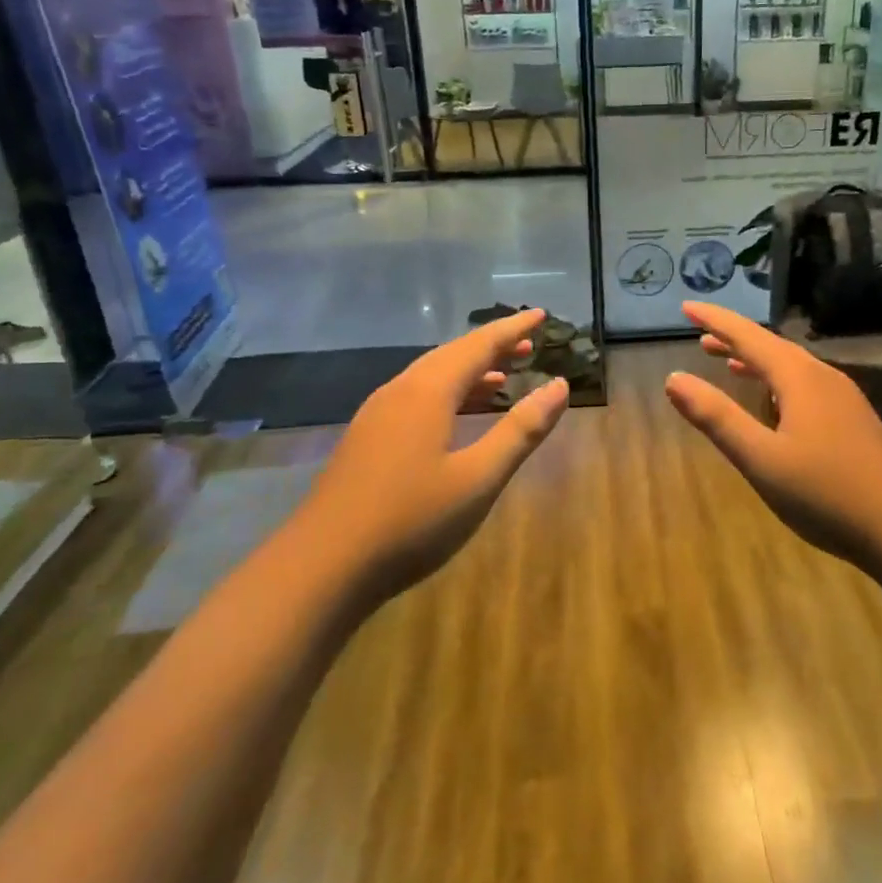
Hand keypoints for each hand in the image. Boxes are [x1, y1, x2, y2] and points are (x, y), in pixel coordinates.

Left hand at [299, 309, 568, 595]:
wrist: (322, 567)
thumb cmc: (411, 520)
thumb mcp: (479, 478)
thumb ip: (521, 430)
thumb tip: (559, 386)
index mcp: (428, 392)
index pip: (479, 345)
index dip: (512, 330)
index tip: (541, 315)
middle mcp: (400, 392)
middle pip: (452, 354)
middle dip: (492, 347)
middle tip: (528, 345)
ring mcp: (377, 415)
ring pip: (431, 376)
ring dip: (469, 371)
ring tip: (504, 375)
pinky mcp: (367, 438)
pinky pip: (416, 397)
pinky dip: (448, 393)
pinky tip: (458, 415)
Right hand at [663, 301, 881, 571]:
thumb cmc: (825, 493)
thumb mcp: (761, 458)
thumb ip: (717, 418)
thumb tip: (674, 379)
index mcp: (799, 378)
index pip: (748, 337)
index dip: (716, 321)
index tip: (687, 307)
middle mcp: (822, 376)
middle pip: (771, 347)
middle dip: (734, 339)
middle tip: (700, 337)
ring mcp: (843, 397)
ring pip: (791, 366)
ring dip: (756, 361)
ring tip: (728, 364)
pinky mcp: (853, 418)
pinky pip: (805, 384)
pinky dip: (777, 382)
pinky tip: (774, 403)